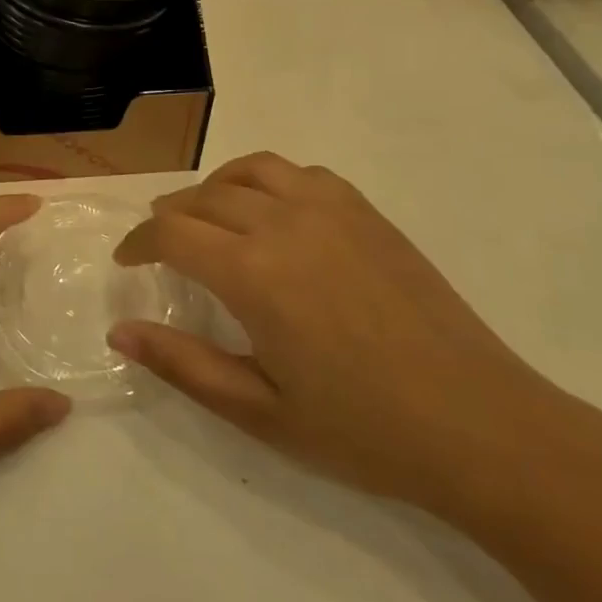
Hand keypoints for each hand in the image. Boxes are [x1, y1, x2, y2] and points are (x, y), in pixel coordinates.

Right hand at [109, 153, 569, 515]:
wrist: (482, 427)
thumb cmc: (363, 430)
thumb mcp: (260, 411)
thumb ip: (183, 364)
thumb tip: (119, 332)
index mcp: (253, 273)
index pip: (172, 232)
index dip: (139, 241)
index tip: (127, 259)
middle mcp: (285, 224)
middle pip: (205, 197)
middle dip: (170, 215)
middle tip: (158, 242)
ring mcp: (332, 210)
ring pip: (251, 170)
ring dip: (215, 187)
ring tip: (205, 214)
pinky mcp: (367, 213)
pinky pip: (301, 173)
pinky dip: (267, 180)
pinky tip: (271, 212)